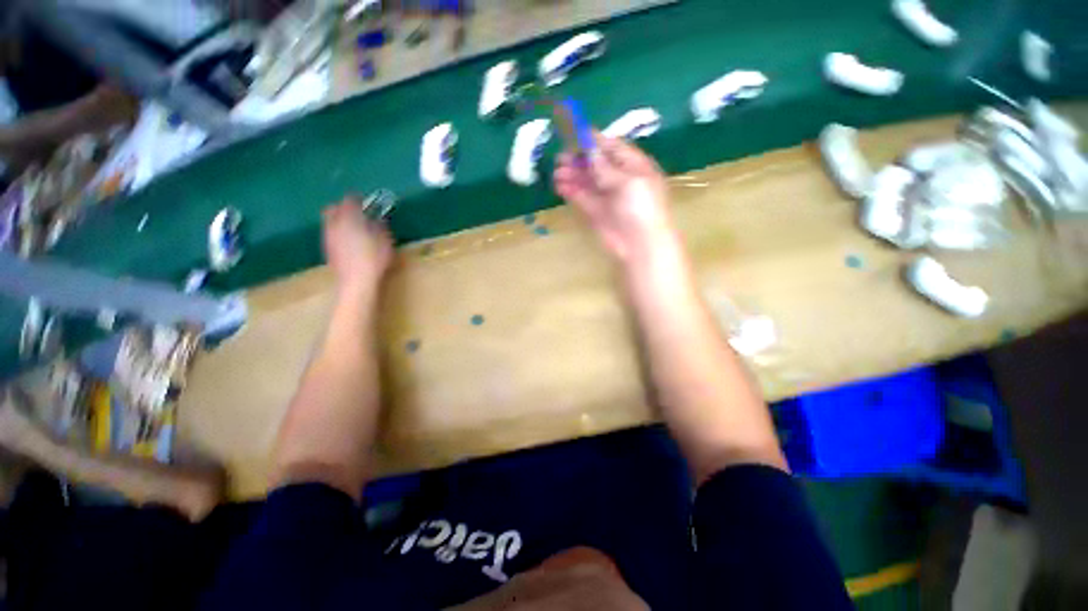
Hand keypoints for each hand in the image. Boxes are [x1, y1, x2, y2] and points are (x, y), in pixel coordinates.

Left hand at [322, 196, 392, 292]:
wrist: (356, 282)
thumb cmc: (374, 260)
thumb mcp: (385, 242)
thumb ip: (380, 228)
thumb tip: (378, 220)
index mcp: (350, 219)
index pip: (350, 201)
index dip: (357, 199)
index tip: (365, 201)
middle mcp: (335, 224)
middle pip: (333, 208)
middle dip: (342, 207)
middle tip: (355, 212)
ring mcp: (329, 237)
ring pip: (329, 221)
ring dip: (339, 220)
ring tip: (352, 226)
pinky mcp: (327, 249)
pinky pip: (330, 233)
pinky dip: (337, 231)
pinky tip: (348, 240)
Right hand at [554, 134, 677, 264]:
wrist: (641, 245)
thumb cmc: (641, 208)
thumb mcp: (628, 181)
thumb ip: (606, 167)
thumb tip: (590, 150)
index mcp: (634, 166)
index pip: (613, 148)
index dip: (595, 142)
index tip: (575, 136)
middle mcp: (620, 179)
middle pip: (596, 164)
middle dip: (579, 159)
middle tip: (561, 158)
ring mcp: (607, 197)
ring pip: (587, 181)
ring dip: (572, 174)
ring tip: (557, 172)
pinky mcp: (596, 212)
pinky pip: (582, 197)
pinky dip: (571, 190)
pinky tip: (560, 185)